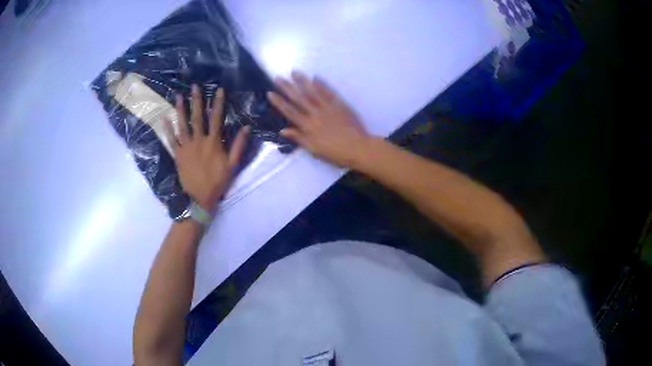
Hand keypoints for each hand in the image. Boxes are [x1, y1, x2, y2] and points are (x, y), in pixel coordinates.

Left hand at [167, 85, 248, 211]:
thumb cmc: (218, 182)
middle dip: (196, 101)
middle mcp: (199, 141)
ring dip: (180, 110)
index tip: (218, 89)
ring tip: (178, 96)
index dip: (218, 103)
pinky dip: (167, 129)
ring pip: (182, 125)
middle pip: (197, 117)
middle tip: (194, 86)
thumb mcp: (232, 165)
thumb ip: (238, 146)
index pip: (217, 118)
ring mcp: (186, 147)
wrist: (199, 198)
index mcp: (213, 142)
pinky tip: (164, 118)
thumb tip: (246, 127)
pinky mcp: (177, 155)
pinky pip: (171, 140)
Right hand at [267, 71, 369, 167]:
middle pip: (298, 99)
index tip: (270, 93)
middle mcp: (315, 114)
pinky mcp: (339, 105)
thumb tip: (283, 130)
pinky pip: (328, 93)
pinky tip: (315, 77)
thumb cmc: (334, 153)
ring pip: (312, 93)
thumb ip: (299, 138)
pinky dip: (322, 85)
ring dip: (302, 82)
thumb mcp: (314, 150)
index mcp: (307, 127)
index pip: (290, 112)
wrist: (357, 148)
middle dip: (287, 88)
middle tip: (278, 78)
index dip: (279, 102)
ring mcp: (327, 108)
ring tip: (294, 72)